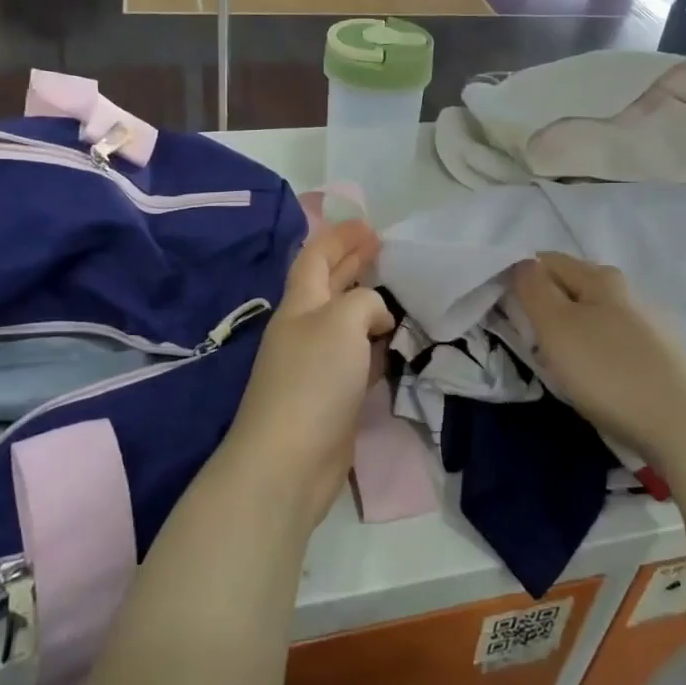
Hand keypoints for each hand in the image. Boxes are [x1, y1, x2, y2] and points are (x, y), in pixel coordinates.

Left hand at [225, 221, 395, 526]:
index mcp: (300, 304)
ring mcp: (316, 365)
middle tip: (384, 248)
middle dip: (353, 262)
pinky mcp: (331, 397)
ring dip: (367, 304)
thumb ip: (364, 302)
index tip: (369, 225)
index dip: (339, 237)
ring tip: (396, 291)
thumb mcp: (341, 321)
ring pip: (346, 323)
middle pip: (329, 285)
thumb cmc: (312, 380)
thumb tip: (378, 317)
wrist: (289, 460)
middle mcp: (305, 329)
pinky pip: (356, 358)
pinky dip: (375, 344)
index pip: (316, 257)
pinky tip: (394, 343)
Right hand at [510, 252, 685, 467]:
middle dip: (545, 306)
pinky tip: (595, 380)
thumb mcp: (556, 327)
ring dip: (570, 332)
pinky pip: (613, 343)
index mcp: (600, 278)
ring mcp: (649, 326)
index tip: (504, 311)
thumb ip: (533, 289)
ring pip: (593, 316)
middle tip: (528, 340)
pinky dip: (594, 353)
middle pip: (571, 287)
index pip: (546, 260)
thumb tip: (521, 263)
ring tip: (558, 365)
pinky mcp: (661, 358)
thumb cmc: (609, 372)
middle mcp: (628, 293)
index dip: (520, 278)